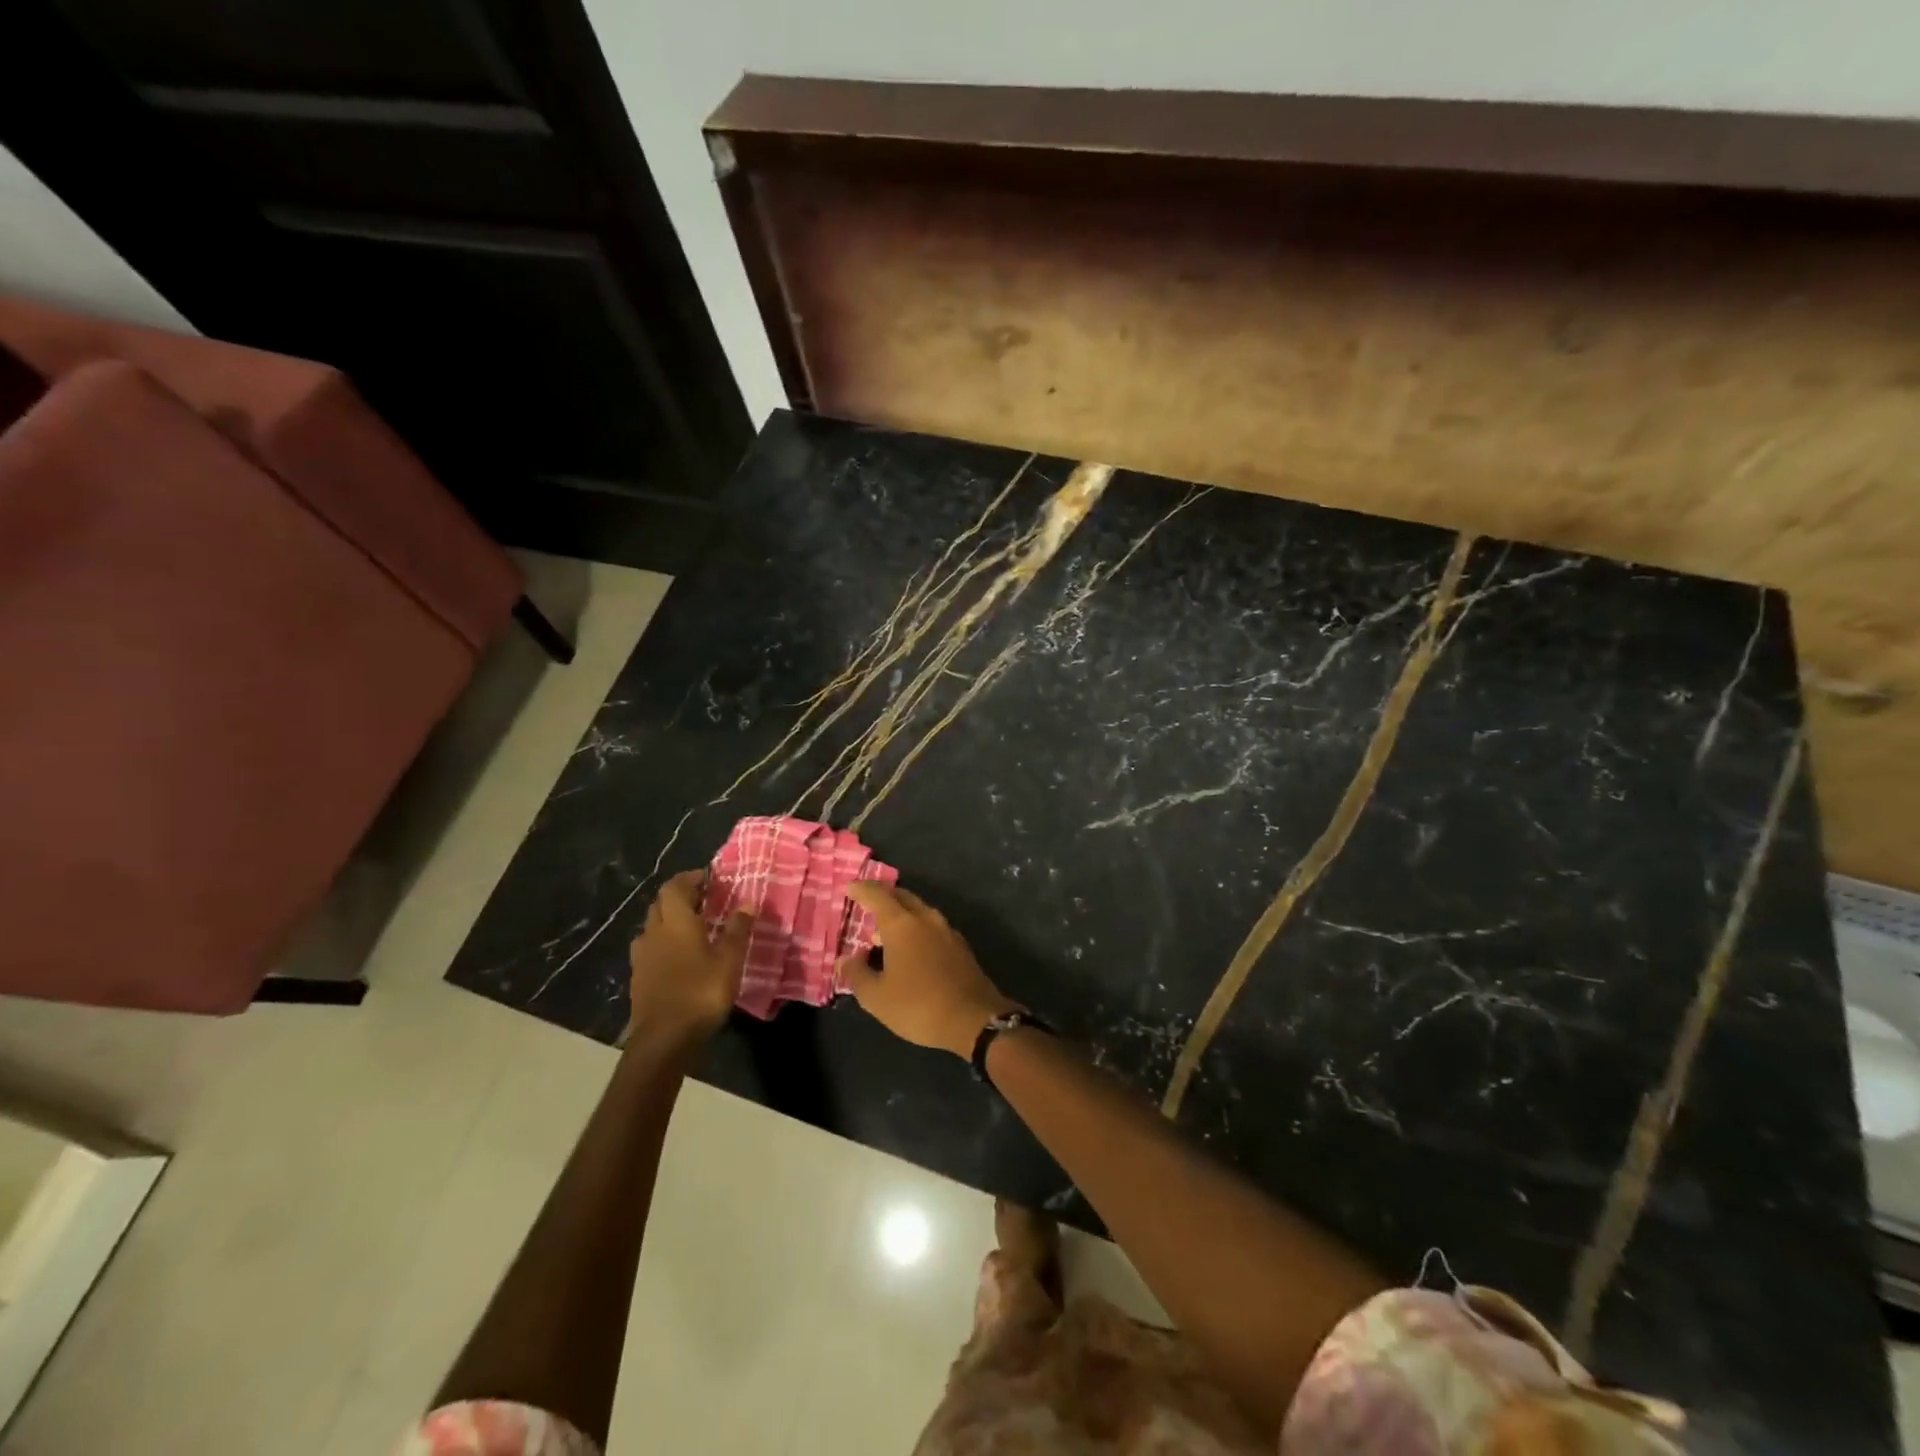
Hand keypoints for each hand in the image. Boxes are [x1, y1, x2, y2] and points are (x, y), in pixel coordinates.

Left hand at [626, 869, 749, 1043]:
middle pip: (660, 903)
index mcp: (675, 922)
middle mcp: (654, 932)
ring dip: (669, 919)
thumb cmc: (701, 992)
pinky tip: (678, 955)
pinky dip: (663, 941)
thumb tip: (747, 902)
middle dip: (680, 896)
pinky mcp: (638, 976)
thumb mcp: (729, 960)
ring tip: (692, 925)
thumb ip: (738, 929)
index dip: (689, 878)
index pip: (675, 887)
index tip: (707, 877)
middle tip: (704, 899)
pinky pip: (649, 947)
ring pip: (652, 925)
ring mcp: (642, 956)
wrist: (664, 1038)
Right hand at [838, 884, 1018, 1057]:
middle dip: (883, 896)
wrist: (974, 1019)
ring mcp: (946, 930)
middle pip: (901, 896)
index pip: (878, 895)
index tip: (850, 887)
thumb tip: (845, 960)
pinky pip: (931, 926)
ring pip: (919, 910)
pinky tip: (910, 948)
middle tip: (866, 904)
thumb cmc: (919, 1005)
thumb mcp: (877, 998)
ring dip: (900, 913)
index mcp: (902, 924)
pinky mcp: (959, 945)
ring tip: (883, 931)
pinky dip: (915, 927)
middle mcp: (926, 919)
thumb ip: (857, 975)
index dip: (862, 890)